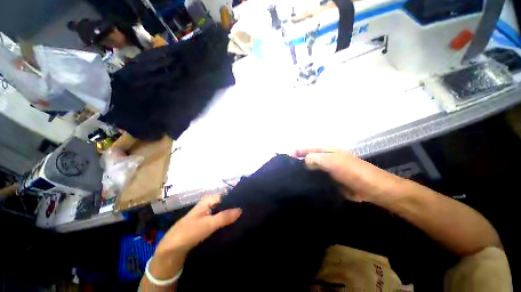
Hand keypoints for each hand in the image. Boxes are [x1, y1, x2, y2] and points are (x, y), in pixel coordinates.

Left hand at [150, 195, 241, 280]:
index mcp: (208, 200)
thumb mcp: (208, 224)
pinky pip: (219, 218)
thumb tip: (241, 209)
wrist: (172, 249)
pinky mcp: (207, 222)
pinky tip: (233, 225)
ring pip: (223, 211)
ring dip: (230, 215)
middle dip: (234, 208)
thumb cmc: (189, 232)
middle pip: (225, 203)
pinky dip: (225, 221)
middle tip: (246, 213)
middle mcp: (209, 204)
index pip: (226, 195)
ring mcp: (208, 213)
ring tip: (243, 218)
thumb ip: (225, 216)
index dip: (236, 199)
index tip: (247, 205)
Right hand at [295, 149, 401, 202]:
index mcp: (325, 149)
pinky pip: (316, 178)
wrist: (371, 188)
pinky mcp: (329, 179)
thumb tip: (302, 162)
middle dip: (296, 163)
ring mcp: (326, 169)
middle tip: (285, 172)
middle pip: (306, 158)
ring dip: (302, 173)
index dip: (294, 152)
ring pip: (310, 169)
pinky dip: (309, 181)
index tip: (283, 160)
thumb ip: (313, 158)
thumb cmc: (351, 171)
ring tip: (290, 179)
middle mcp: (324, 157)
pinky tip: (301, 186)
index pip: (305, 148)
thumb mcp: (331, 161)